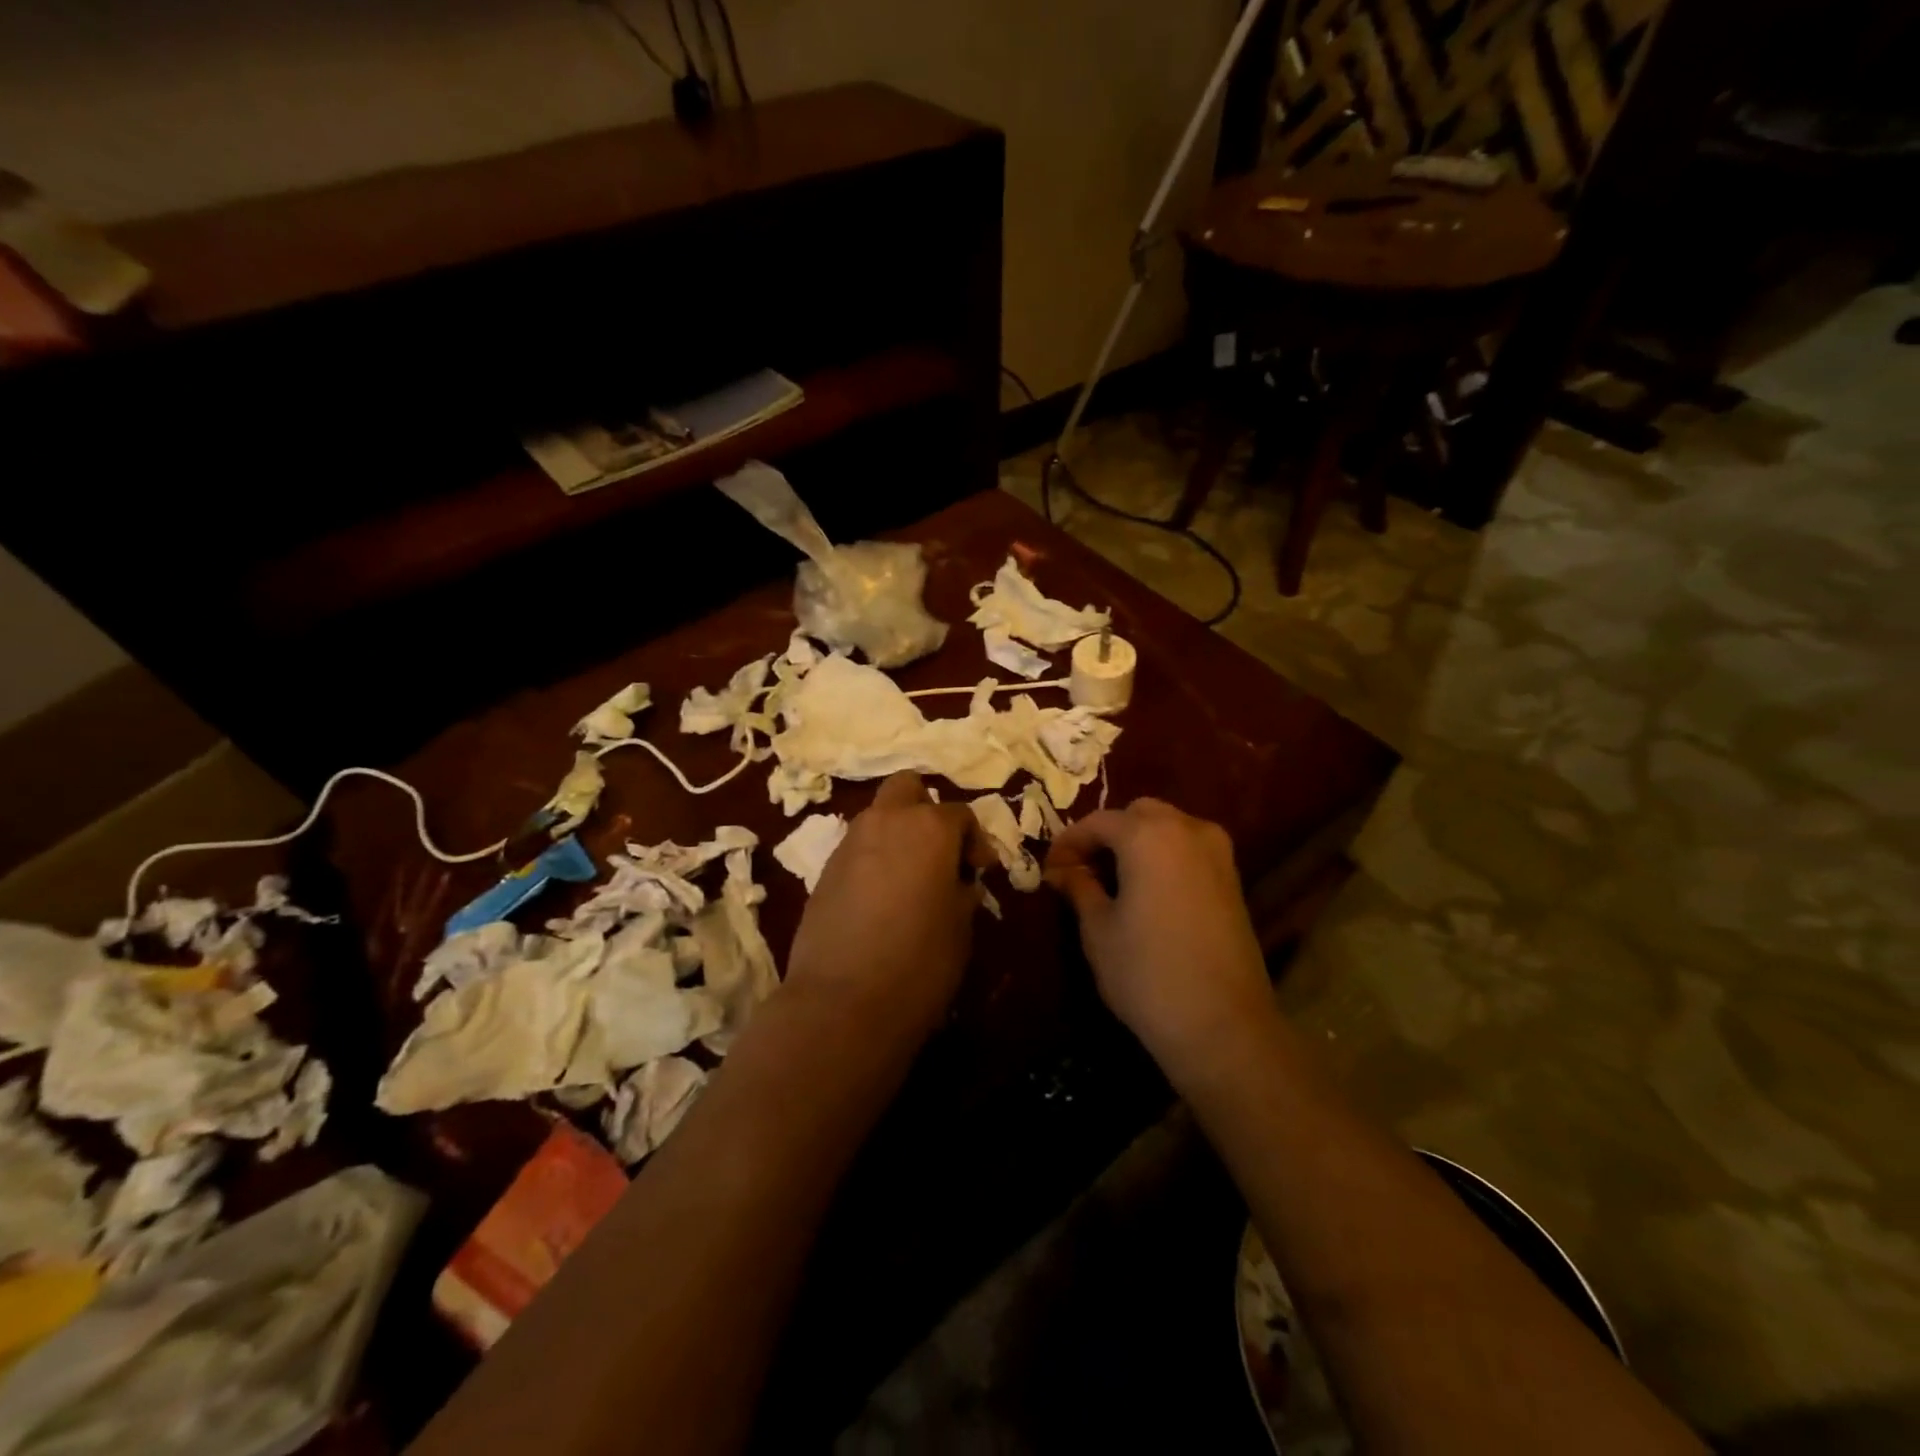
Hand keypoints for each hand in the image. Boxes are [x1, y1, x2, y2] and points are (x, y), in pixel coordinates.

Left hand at [785, 772, 985, 1039]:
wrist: (842, 1002)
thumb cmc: (920, 962)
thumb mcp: (961, 925)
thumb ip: (962, 890)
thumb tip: (957, 880)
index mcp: (929, 827)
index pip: (961, 814)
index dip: (975, 842)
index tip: (979, 874)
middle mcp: (886, 821)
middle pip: (907, 787)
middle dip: (926, 810)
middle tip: (939, 852)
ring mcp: (848, 843)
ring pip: (878, 817)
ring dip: (897, 835)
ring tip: (910, 880)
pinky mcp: (823, 871)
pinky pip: (857, 849)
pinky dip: (873, 859)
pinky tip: (880, 900)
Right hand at [1045, 799, 1274, 1076]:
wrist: (1222, 1025)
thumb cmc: (1147, 973)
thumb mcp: (1098, 929)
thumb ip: (1079, 887)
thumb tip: (1062, 871)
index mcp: (1148, 835)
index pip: (1097, 822)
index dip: (1068, 843)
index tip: (1049, 870)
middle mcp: (1187, 829)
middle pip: (1138, 814)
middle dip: (1106, 835)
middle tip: (1082, 869)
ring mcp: (1217, 853)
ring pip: (1168, 827)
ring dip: (1137, 842)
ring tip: (1111, 880)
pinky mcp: (1232, 879)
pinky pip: (1188, 849)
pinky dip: (1163, 856)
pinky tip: (1145, 890)